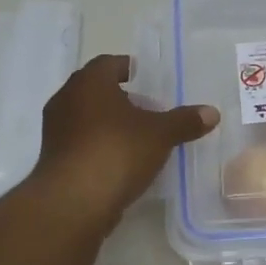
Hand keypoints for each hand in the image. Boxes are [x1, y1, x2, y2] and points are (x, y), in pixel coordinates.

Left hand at [32, 55, 218, 230]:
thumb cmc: (117, 151)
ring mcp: (55, 130)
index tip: (149, 80)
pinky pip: (81, 143)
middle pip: (96, 91)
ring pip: (87, 118)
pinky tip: (121, 161)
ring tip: (139, 137)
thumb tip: (212, 112)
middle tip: (149, 109)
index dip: (130, 69)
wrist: (74, 201)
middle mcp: (66, 99)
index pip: (109, 63)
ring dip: (109, 124)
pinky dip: (99, 146)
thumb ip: (184, 121)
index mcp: (89, 82)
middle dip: (122, 98)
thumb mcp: (160, 135)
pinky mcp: (53, 159)